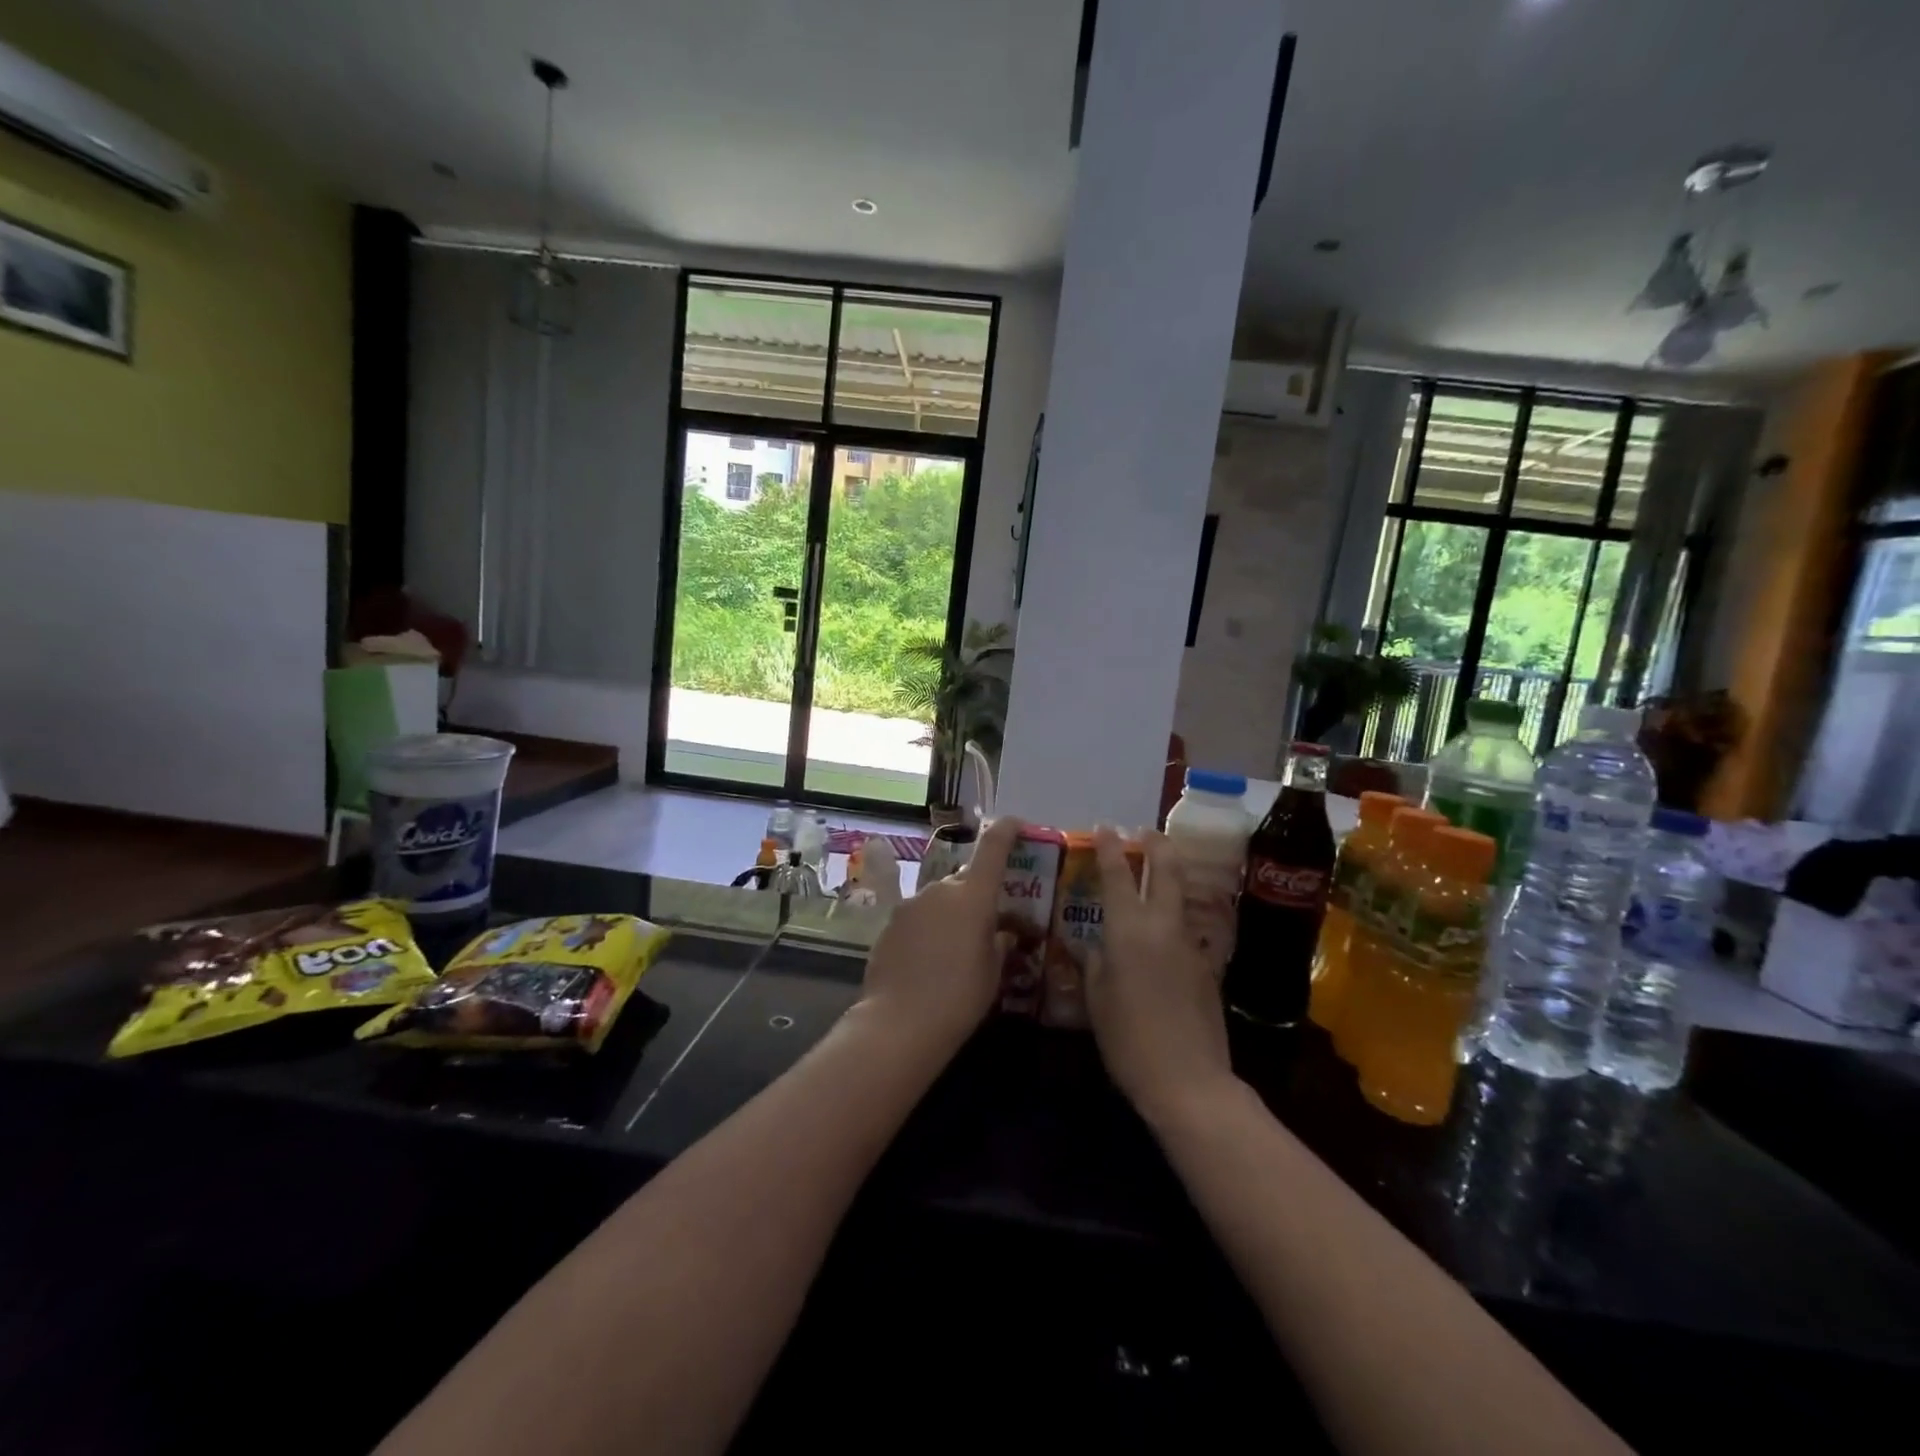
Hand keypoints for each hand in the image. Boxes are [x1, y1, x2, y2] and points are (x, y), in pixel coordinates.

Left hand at [856, 816, 1022, 1056]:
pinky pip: (918, 917)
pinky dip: (929, 928)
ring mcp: (910, 904)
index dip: (1006, 831)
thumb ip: (999, 943)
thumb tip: (1001, 933)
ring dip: (951, 914)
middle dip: (978, 896)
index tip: (1016, 823)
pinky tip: (930, 960)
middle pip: (965, 881)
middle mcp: (940, 890)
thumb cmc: (959, 997)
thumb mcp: (993, 972)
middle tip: (989, 926)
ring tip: (957, 950)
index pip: (992, 848)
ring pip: (940, 899)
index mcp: (973, 896)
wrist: (899, 1022)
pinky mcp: (890, 923)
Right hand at [1087, 828, 1234, 1123]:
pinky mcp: (1206, 966)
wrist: (1189, 1081)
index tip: (1106, 827)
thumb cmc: (1129, 1040)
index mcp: (1128, 930)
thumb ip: (1094, 964)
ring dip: (1169, 876)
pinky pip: (1186, 929)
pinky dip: (1172, 917)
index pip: (1117, 874)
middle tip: (1144, 832)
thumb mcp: (1096, 1000)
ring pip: (1181, 896)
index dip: (1110, 847)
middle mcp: (1162, 926)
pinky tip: (1160, 935)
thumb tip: (1094, 946)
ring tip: (1154, 873)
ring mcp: (1190, 944)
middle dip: (1156, 844)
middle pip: (1166, 869)